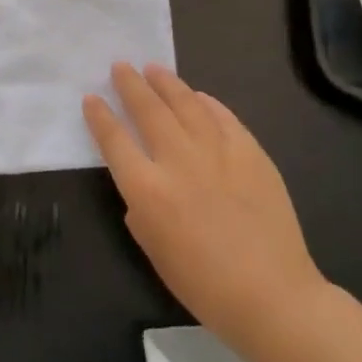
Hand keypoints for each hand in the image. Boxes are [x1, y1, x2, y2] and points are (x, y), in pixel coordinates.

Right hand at [83, 63, 324, 337]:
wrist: (270, 294)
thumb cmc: (201, 283)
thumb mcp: (151, 245)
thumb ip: (139, 205)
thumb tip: (143, 181)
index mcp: (147, 189)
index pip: (115, 140)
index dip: (100, 116)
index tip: (91, 99)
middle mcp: (178, 161)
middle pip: (148, 110)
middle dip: (131, 85)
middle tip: (121, 67)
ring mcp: (218, 153)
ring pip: (187, 104)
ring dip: (167, 83)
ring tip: (154, 69)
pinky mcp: (252, 153)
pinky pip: (224, 117)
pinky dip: (207, 102)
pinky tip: (198, 96)